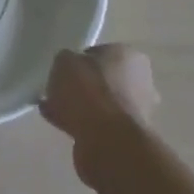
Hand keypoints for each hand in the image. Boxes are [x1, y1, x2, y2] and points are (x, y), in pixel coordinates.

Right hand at [40, 44, 158, 179]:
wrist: (106, 141)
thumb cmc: (89, 90)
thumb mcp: (65, 61)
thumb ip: (66, 61)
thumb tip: (68, 69)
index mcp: (130, 57)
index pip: (102, 53)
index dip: (80, 61)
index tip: (64, 71)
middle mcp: (141, 83)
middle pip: (103, 81)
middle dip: (82, 87)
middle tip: (58, 90)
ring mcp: (136, 113)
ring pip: (100, 105)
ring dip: (80, 108)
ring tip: (51, 109)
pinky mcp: (126, 138)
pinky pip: (97, 126)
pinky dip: (80, 125)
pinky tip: (58, 124)